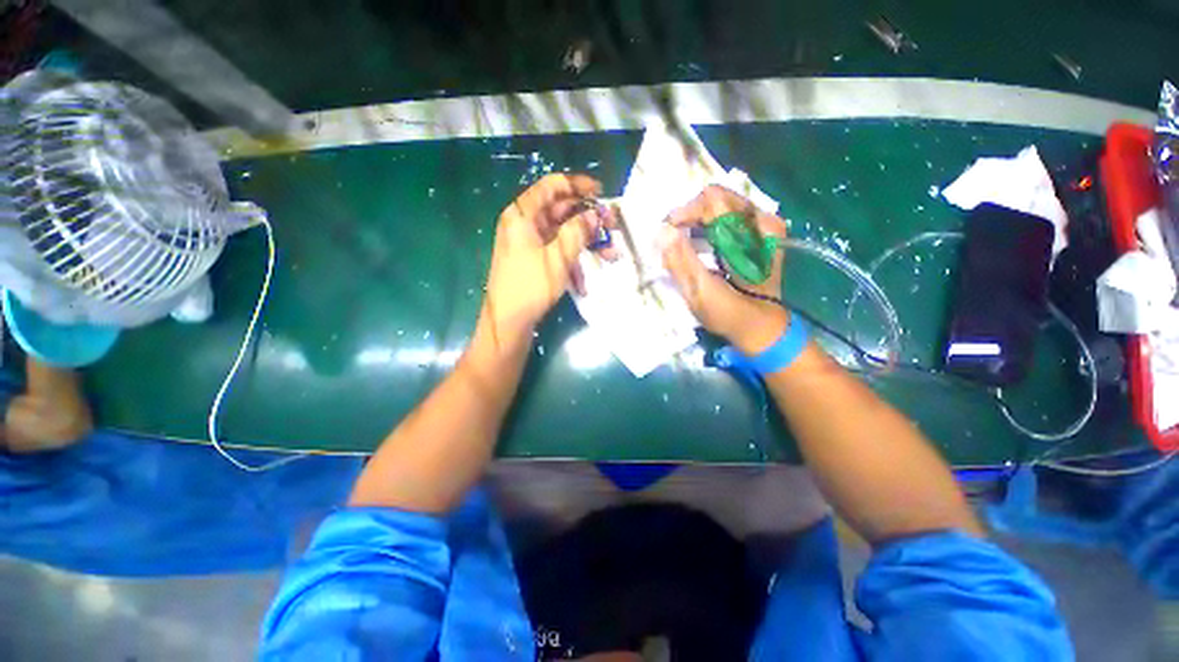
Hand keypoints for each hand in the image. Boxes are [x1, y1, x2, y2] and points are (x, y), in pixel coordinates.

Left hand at [481, 174, 612, 338]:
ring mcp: (528, 244)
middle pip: (560, 211)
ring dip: (586, 244)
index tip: (601, 193)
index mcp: (523, 215)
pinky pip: (556, 252)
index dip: (578, 186)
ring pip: (562, 234)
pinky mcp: (533, 261)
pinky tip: (583, 283)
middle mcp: (524, 224)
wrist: (507, 323)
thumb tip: (595, 214)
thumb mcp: (558, 257)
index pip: (552, 186)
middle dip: (588, 220)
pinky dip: (572, 262)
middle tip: (613, 228)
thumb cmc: (530, 286)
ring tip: (610, 256)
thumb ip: (578, 231)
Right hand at [662, 185, 789, 354]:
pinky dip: (706, 228)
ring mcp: (762, 226)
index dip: (683, 213)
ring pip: (720, 206)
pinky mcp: (758, 235)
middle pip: (716, 198)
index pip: (711, 200)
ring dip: (695, 222)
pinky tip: (697, 246)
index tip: (666, 234)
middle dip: (688, 216)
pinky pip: (726, 217)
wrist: (762, 328)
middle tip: (672, 239)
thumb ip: (681, 260)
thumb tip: (662, 231)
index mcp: (751, 232)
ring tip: (681, 245)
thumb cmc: (731, 314)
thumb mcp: (701, 291)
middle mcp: (761, 220)